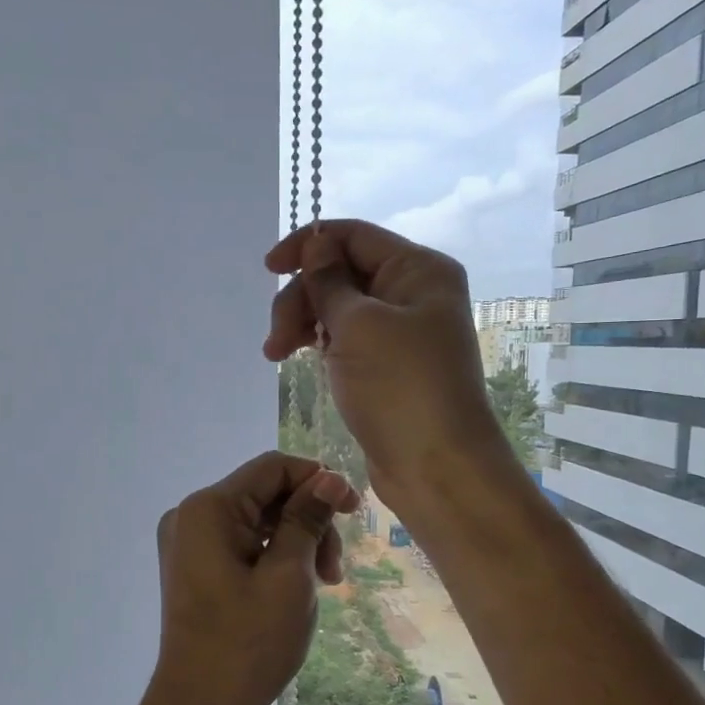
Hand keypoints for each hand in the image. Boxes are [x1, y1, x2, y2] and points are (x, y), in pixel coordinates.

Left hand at [133, 452, 358, 704]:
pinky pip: (241, 545)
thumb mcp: (288, 577)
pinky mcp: (193, 569)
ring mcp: (188, 544)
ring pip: (256, 522)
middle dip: (308, 521)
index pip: (272, 468)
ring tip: (322, 585)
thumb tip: (328, 478)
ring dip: (296, 543)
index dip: (317, 480)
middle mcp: (190, 516)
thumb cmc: (247, 644)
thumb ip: (307, 520)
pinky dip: (273, 558)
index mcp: (207, 509)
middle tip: (335, 570)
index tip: (354, 511)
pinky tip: (295, 589)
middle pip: (264, 495)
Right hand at [263, 220, 506, 504]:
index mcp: (419, 270)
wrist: (436, 467)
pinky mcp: (387, 365)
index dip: (308, 245)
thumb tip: (316, 244)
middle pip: (342, 273)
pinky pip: (345, 338)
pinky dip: (318, 343)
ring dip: (303, 322)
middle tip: (276, 339)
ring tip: (275, 355)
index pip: (354, 236)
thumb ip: (329, 281)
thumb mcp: (359, 326)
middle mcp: (413, 293)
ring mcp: (401, 332)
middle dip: (302, 297)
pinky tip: (296, 358)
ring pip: (338, 307)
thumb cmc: (401, 388)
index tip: (269, 269)